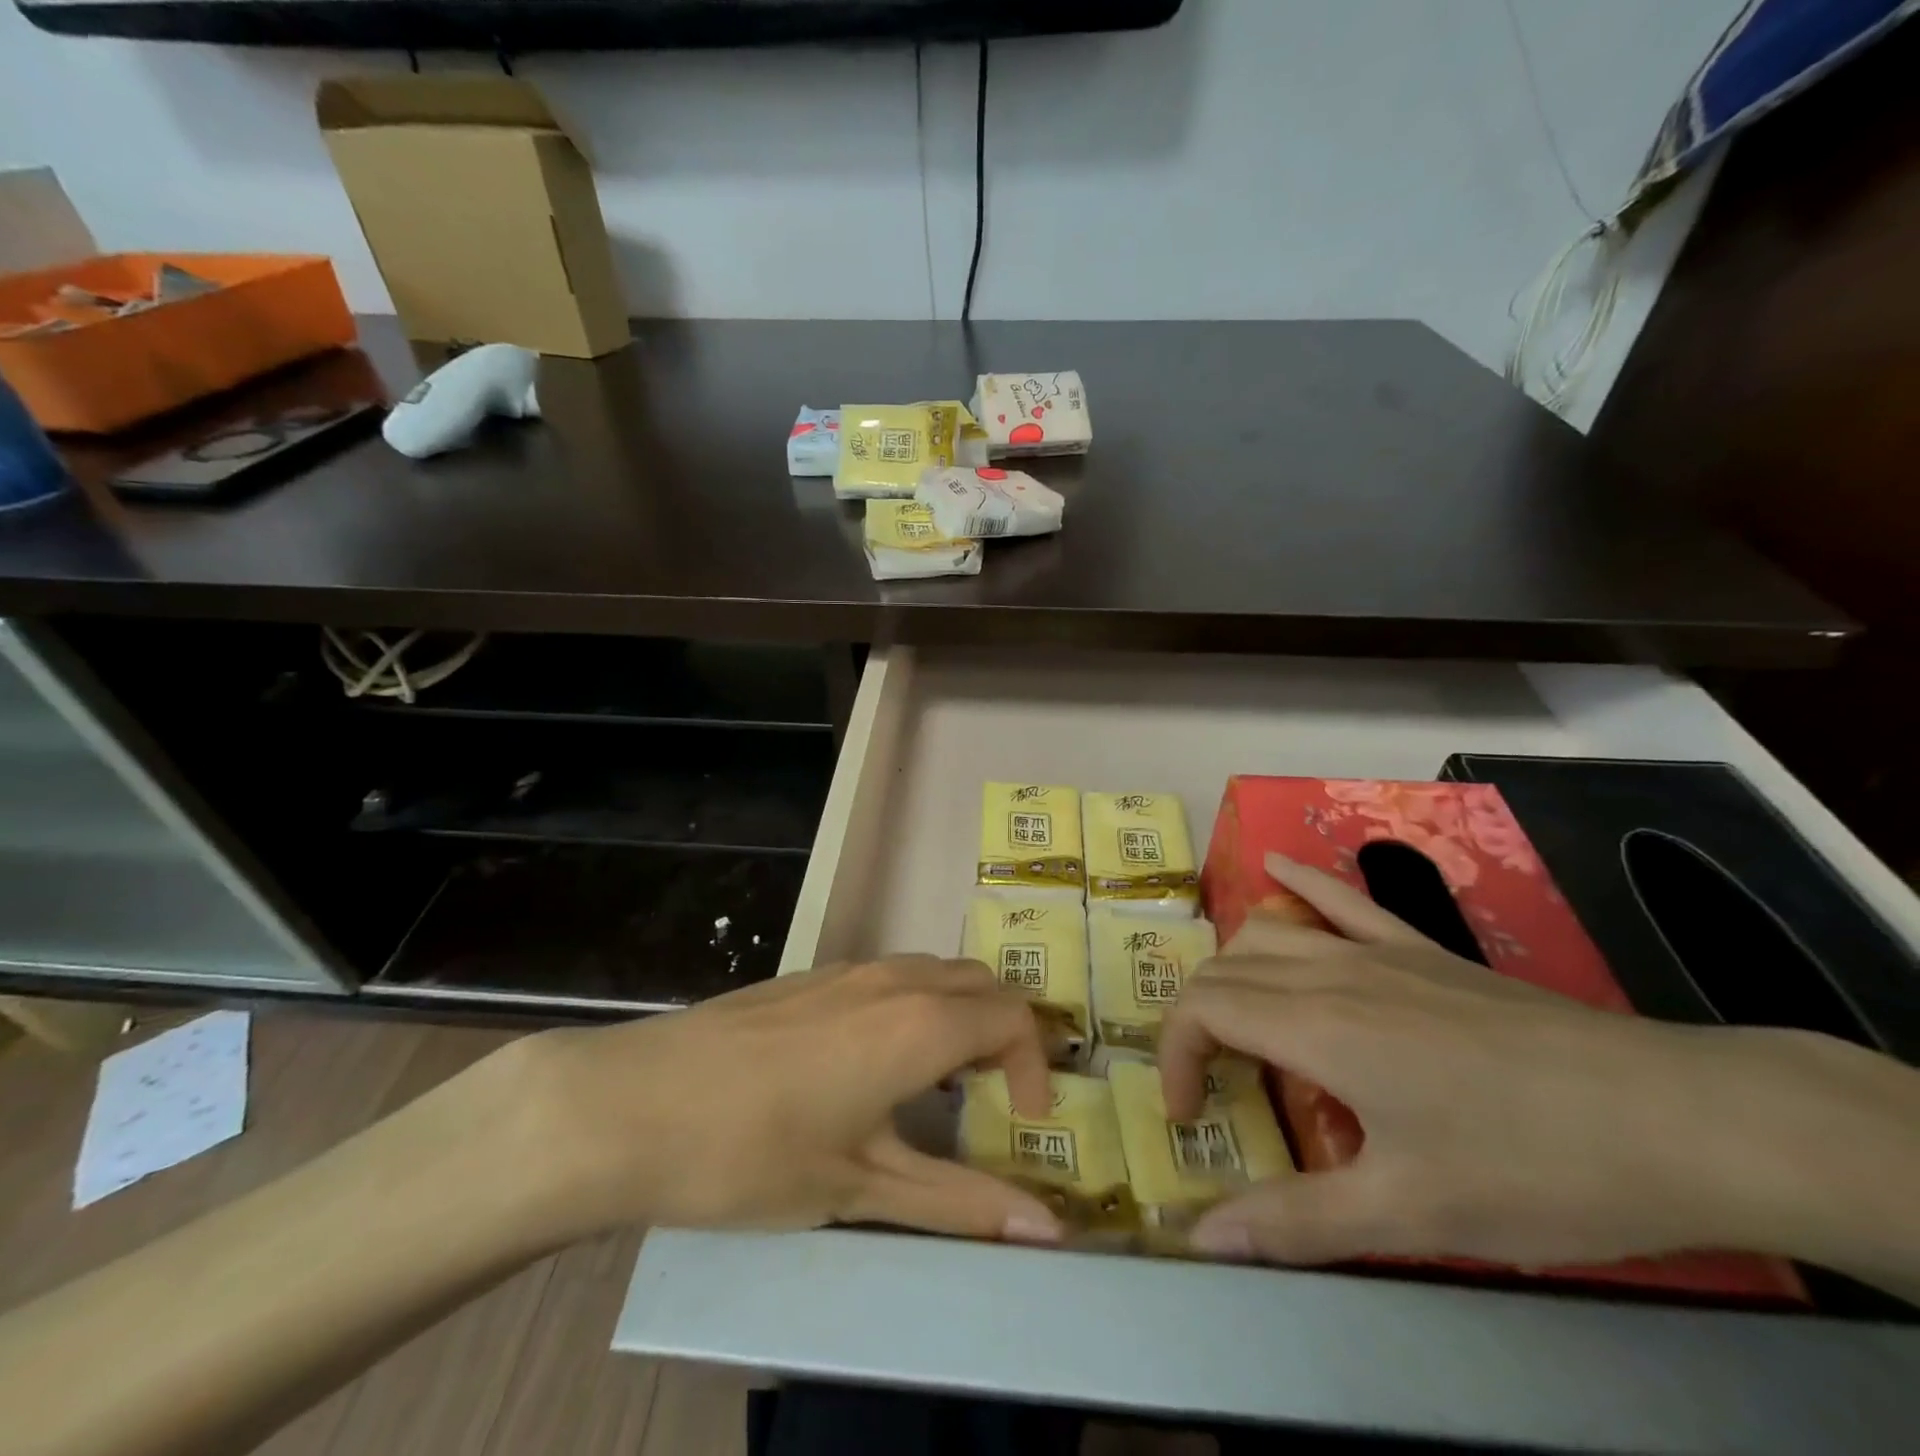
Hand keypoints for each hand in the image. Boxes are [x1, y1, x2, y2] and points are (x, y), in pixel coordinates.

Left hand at [484, 957, 1064, 1245]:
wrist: (633, 1103)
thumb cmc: (754, 1153)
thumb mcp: (862, 1188)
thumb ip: (960, 1202)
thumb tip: (1049, 1231)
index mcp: (921, 1022)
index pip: (1015, 1017)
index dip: (1036, 1066)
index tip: (1024, 1121)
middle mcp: (895, 978)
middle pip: (984, 983)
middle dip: (1006, 1034)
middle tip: (992, 1100)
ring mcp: (849, 969)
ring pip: (937, 972)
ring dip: (961, 1016)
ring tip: (939, 1084)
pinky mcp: (811, 975)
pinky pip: (893, 975)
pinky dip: (918, 1005)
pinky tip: (873, 1063)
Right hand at [1160, 854, 1919, 1279]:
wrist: (1678, 1119)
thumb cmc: (1533, 1168)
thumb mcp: (1411, 1215)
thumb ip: (1296, 1222)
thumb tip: (1202, 1239)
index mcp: (1315, 1027)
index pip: (1202, 1009)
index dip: (1175, 1054)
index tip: (1190, 1113)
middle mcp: (1331, 973)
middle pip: (1225, 969)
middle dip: (1195, 1020)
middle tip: (1214, 1085)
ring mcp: (1380, 952)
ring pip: (1269, 932)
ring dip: (1232, 968)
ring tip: (1238, 1021)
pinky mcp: (1424, 950)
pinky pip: (1344, 899)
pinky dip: (1299, 882)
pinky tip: (1276, 866)